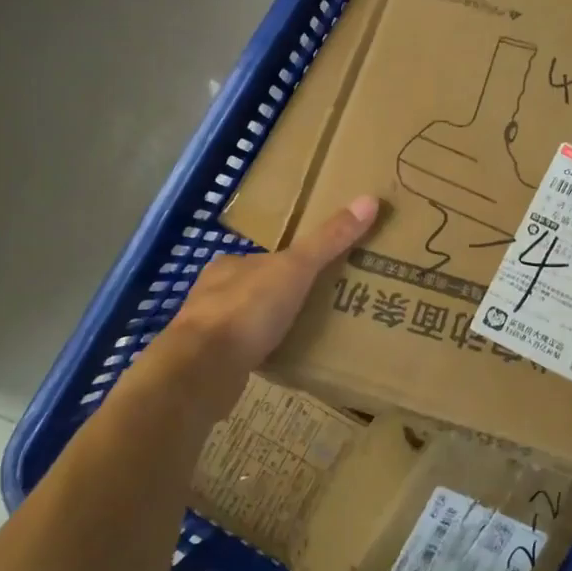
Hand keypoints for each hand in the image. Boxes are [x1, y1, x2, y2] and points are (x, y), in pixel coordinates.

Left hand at [156, 195, 381, 416]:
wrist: (202, 370)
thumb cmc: (247, 309)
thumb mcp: (296, 267)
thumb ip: (329, 239)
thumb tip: (369, 200)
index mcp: (230, 265)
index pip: (266, 257)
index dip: (292, 263)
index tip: (319, 273)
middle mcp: (214, 293)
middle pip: (257, 288)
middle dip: (283, 296)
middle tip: (320, 305)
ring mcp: (209, 331)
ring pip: (249, 322)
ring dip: (272, 327)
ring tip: (307, 335)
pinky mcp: (211, 365)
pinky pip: (244, 353)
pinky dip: (262, 355)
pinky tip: (283, 362)